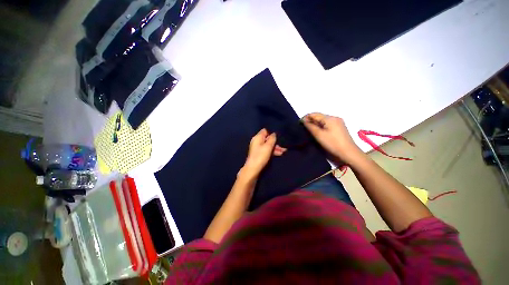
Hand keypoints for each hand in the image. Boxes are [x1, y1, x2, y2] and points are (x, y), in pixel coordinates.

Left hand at [241, 128, 286, 178]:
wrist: (253, 169)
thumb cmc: (261, 156)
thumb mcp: (268, 146)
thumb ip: (272, 139)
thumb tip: (274, 134)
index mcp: (257, 137)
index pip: (265, 131)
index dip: (271, 133)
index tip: (277, 137)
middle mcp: (257, 141)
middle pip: (267, 139)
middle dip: (275, 142)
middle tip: (283, 147)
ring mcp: (257, 148)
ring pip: (268, 145)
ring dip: (275, 148)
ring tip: (283, 152)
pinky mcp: (259, 154)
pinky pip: (266, 150)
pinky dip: (272, 151)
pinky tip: (279, 154)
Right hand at [303, 113, 362, 163]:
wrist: (349, 153)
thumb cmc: (332, 144)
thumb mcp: (319, 135)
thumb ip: (310, 126)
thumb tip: (304, 121)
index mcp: (330, 118)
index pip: (314, 114)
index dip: (306, 118)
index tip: (299, 124)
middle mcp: (334, 118)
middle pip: (319, 117)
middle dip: (310, 121)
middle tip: (303, 128)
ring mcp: (338, 123)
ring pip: (323, 121)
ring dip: (315, 124)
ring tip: (309, 131)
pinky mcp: (339, 128)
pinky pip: (327, 124)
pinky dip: (321, 127)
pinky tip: (318, 132)